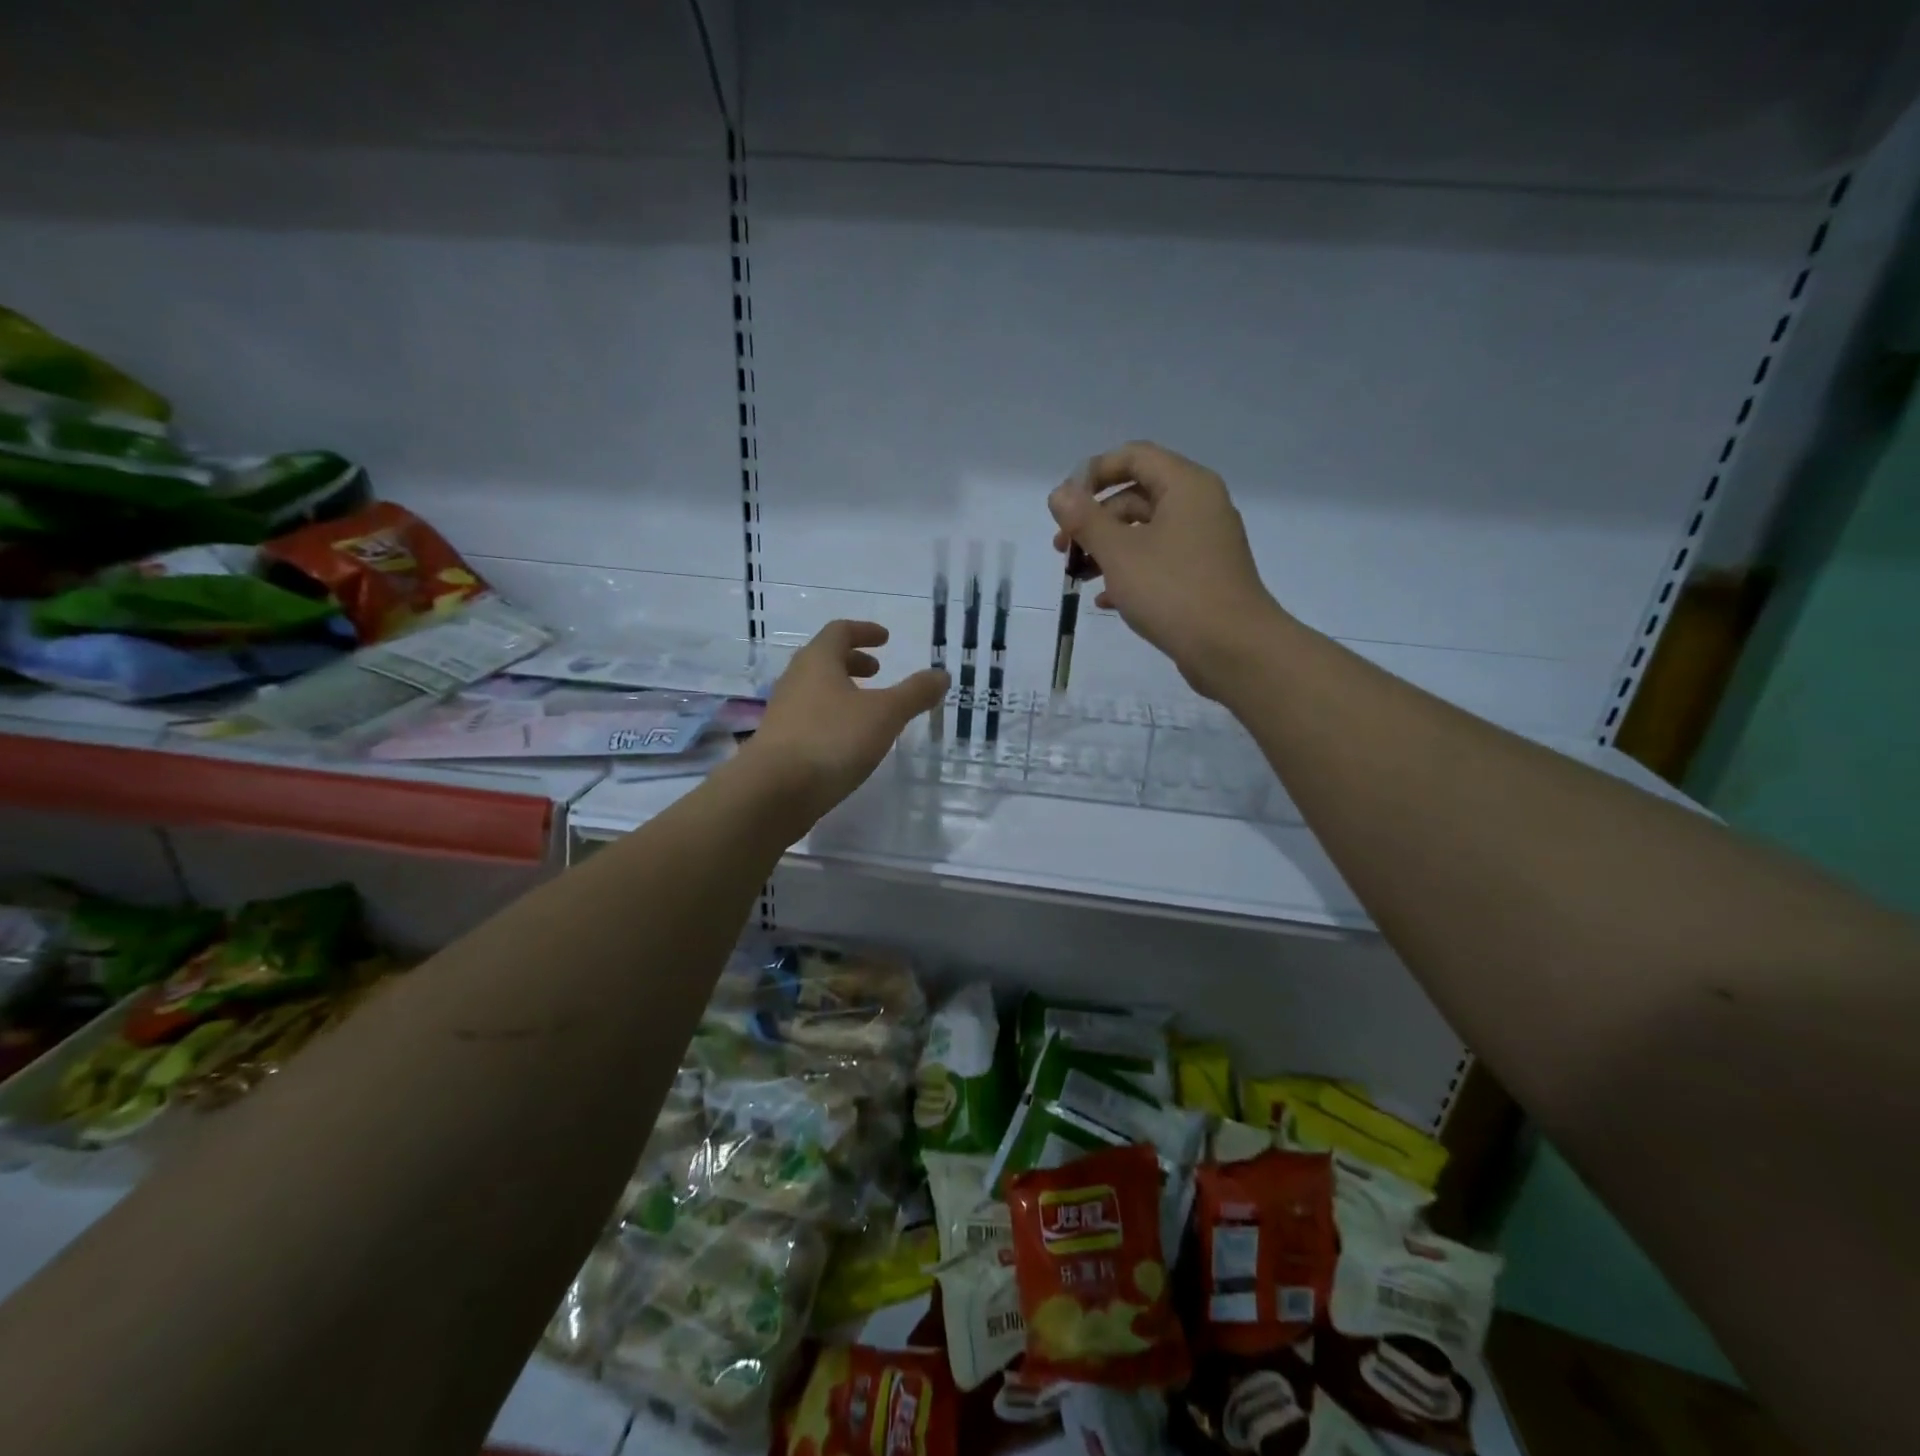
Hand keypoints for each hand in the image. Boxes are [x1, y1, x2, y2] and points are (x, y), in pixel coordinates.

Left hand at [738, 620, 947, 826]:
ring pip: (815, 690)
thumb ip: (915, 693)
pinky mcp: (779, 743)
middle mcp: (795, 680)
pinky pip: (810, 718)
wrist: (773, 791)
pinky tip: (847, 742)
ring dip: (842, 691)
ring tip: (867, 709)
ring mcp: (783, 712)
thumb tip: (941, 674)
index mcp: (818, 661)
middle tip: (877, 672)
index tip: (885, 639)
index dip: (864, 631)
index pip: (839, 631)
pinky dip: (832, 718)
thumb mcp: (885, 715)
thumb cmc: (832, 740)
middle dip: (853, 662)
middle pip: (824, 660)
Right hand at [1049, 441, 1285, 699]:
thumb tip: (1059, 493)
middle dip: (1094, 520)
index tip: (1064, 505)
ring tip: (1078, 576)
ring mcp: (1204, 542)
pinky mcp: (1203, 576)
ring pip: (1145, 532)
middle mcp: (1199, 506)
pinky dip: (1130, 572)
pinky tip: (1105, 599)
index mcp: (1186, 486)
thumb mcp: (1119, 553)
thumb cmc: (1173, 591)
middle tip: (1062, 548)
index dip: (1093, 473)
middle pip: (1137, 496)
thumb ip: (1085, 520)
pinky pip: (1159, 561)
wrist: (1233, 649)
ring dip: (1107, 549)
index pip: (1134, 456)